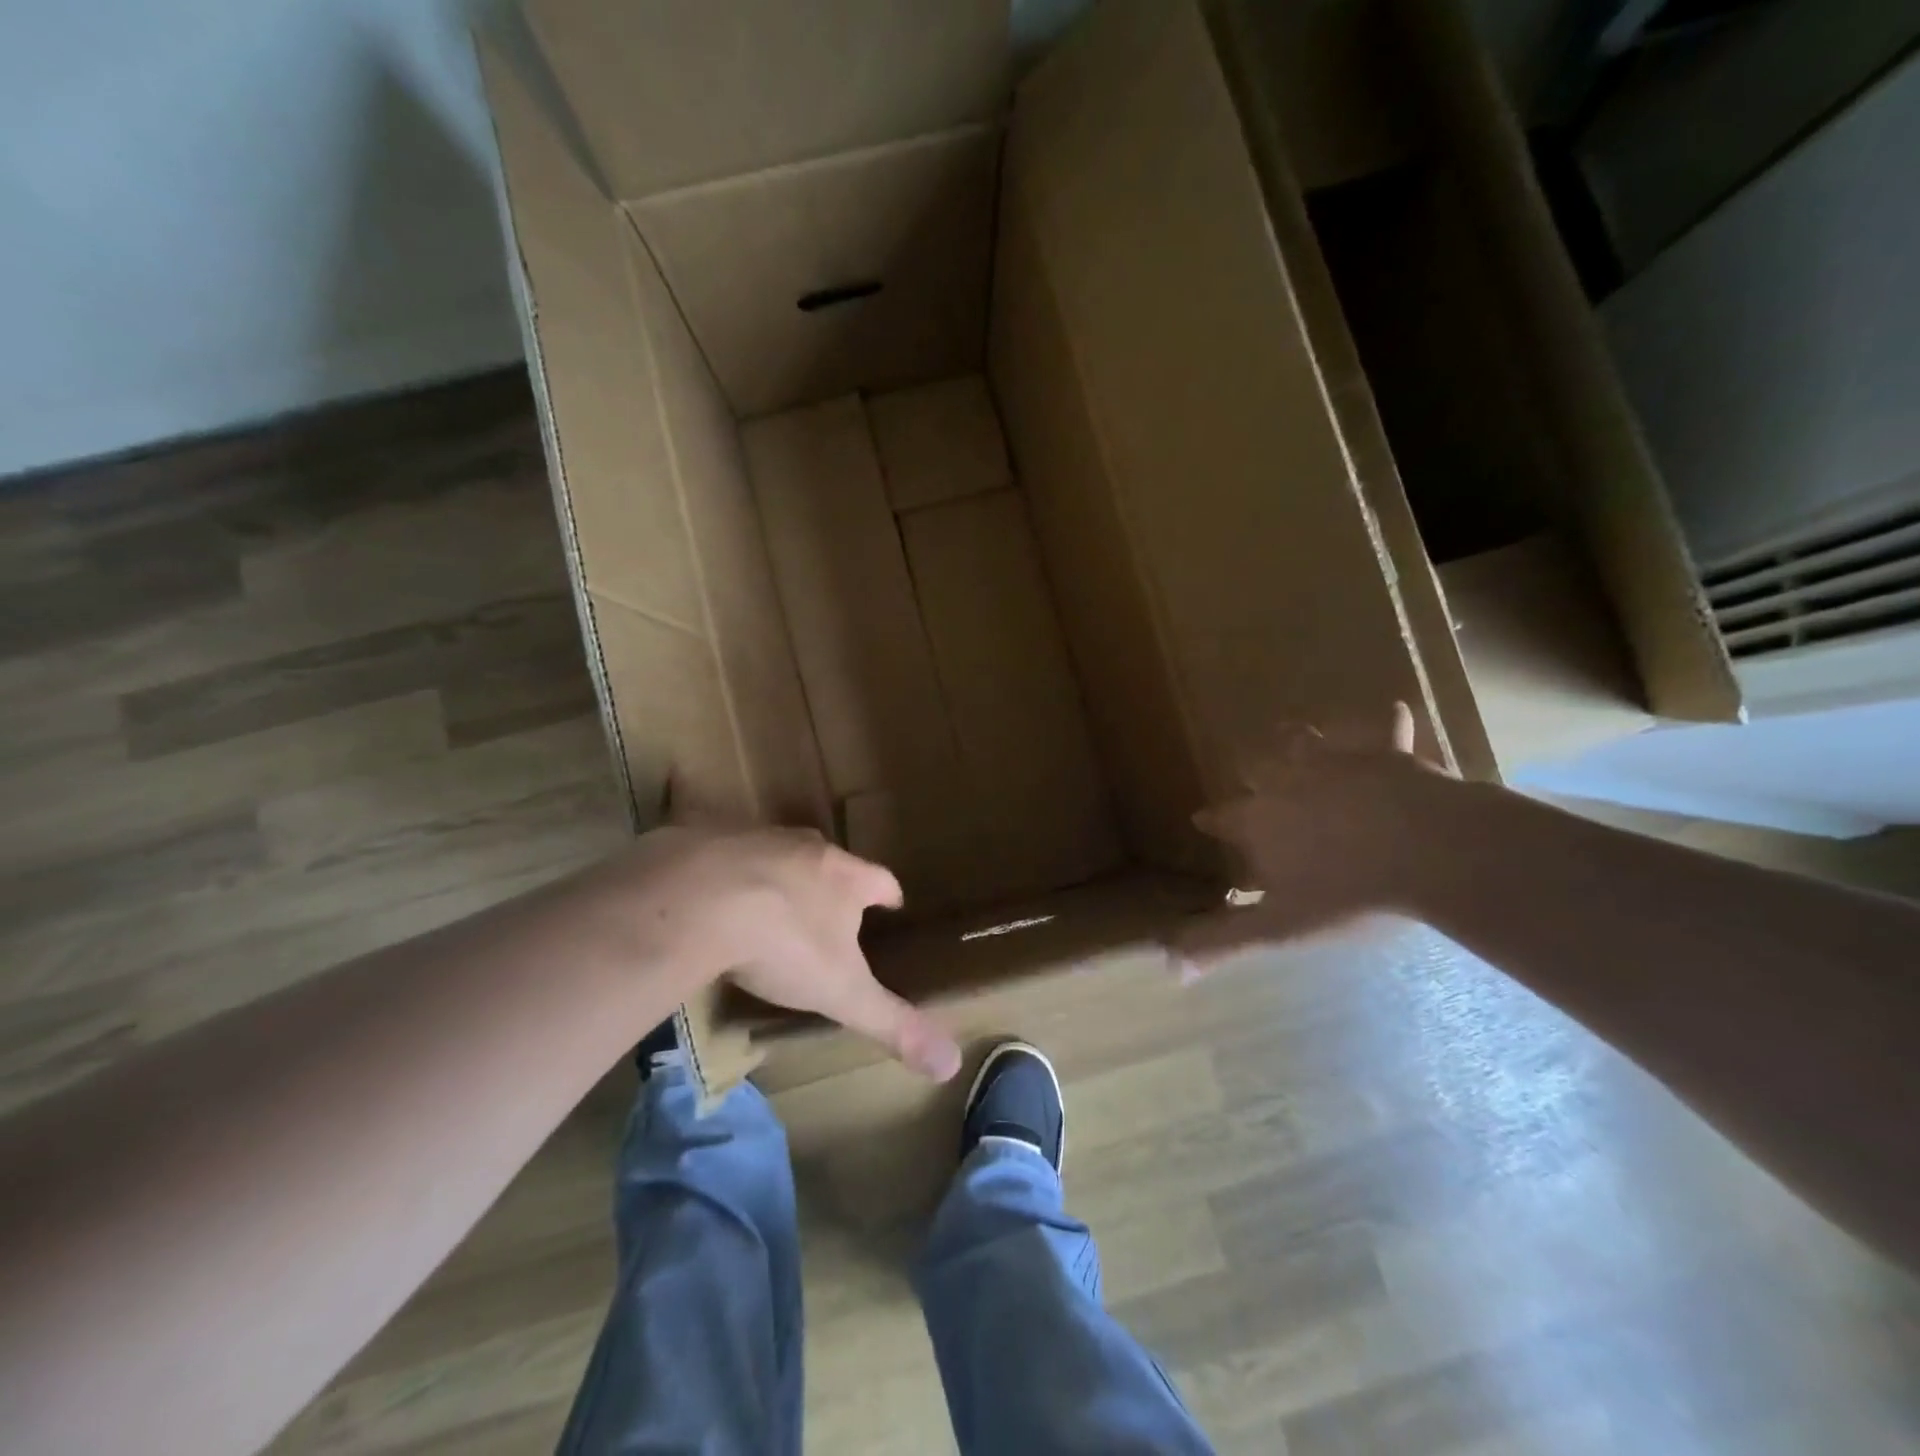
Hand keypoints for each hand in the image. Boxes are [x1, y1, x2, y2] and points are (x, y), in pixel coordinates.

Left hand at [617, 825, 961, 1080]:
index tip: (893, 902)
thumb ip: (893, 1023)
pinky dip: (724, 872)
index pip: (880, 880)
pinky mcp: (705, 838)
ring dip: (778, 873)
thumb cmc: (782, 944)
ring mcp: (755, 838)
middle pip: (829, 860)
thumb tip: (951, 1064)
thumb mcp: (841, 993)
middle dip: (832, 881)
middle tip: (829, 905)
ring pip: (777, 852)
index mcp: (844, 877)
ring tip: (771, 901)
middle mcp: (805, 848)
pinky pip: (722, 853)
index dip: (888, 893)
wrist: (696, 899)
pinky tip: (710, 896)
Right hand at [1174, 703, 1454, 974]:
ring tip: (1293, 736)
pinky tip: (1393, 712)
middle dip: (1250, 772)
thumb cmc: (1347, 893)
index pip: (1223, 818)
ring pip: (1304, 739)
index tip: (1203, 819)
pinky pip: (1381, 729)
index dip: (1212, 820)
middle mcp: (1287, 782)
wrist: (1427, 851)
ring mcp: (1335, 762)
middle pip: (1256, 767)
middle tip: (1253, 776)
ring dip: (1296, 739)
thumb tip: (1168, 969)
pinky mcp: (1383, 753)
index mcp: (1259, 822)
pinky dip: (1385, 724)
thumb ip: (1224, 942)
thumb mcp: (1280, 927)